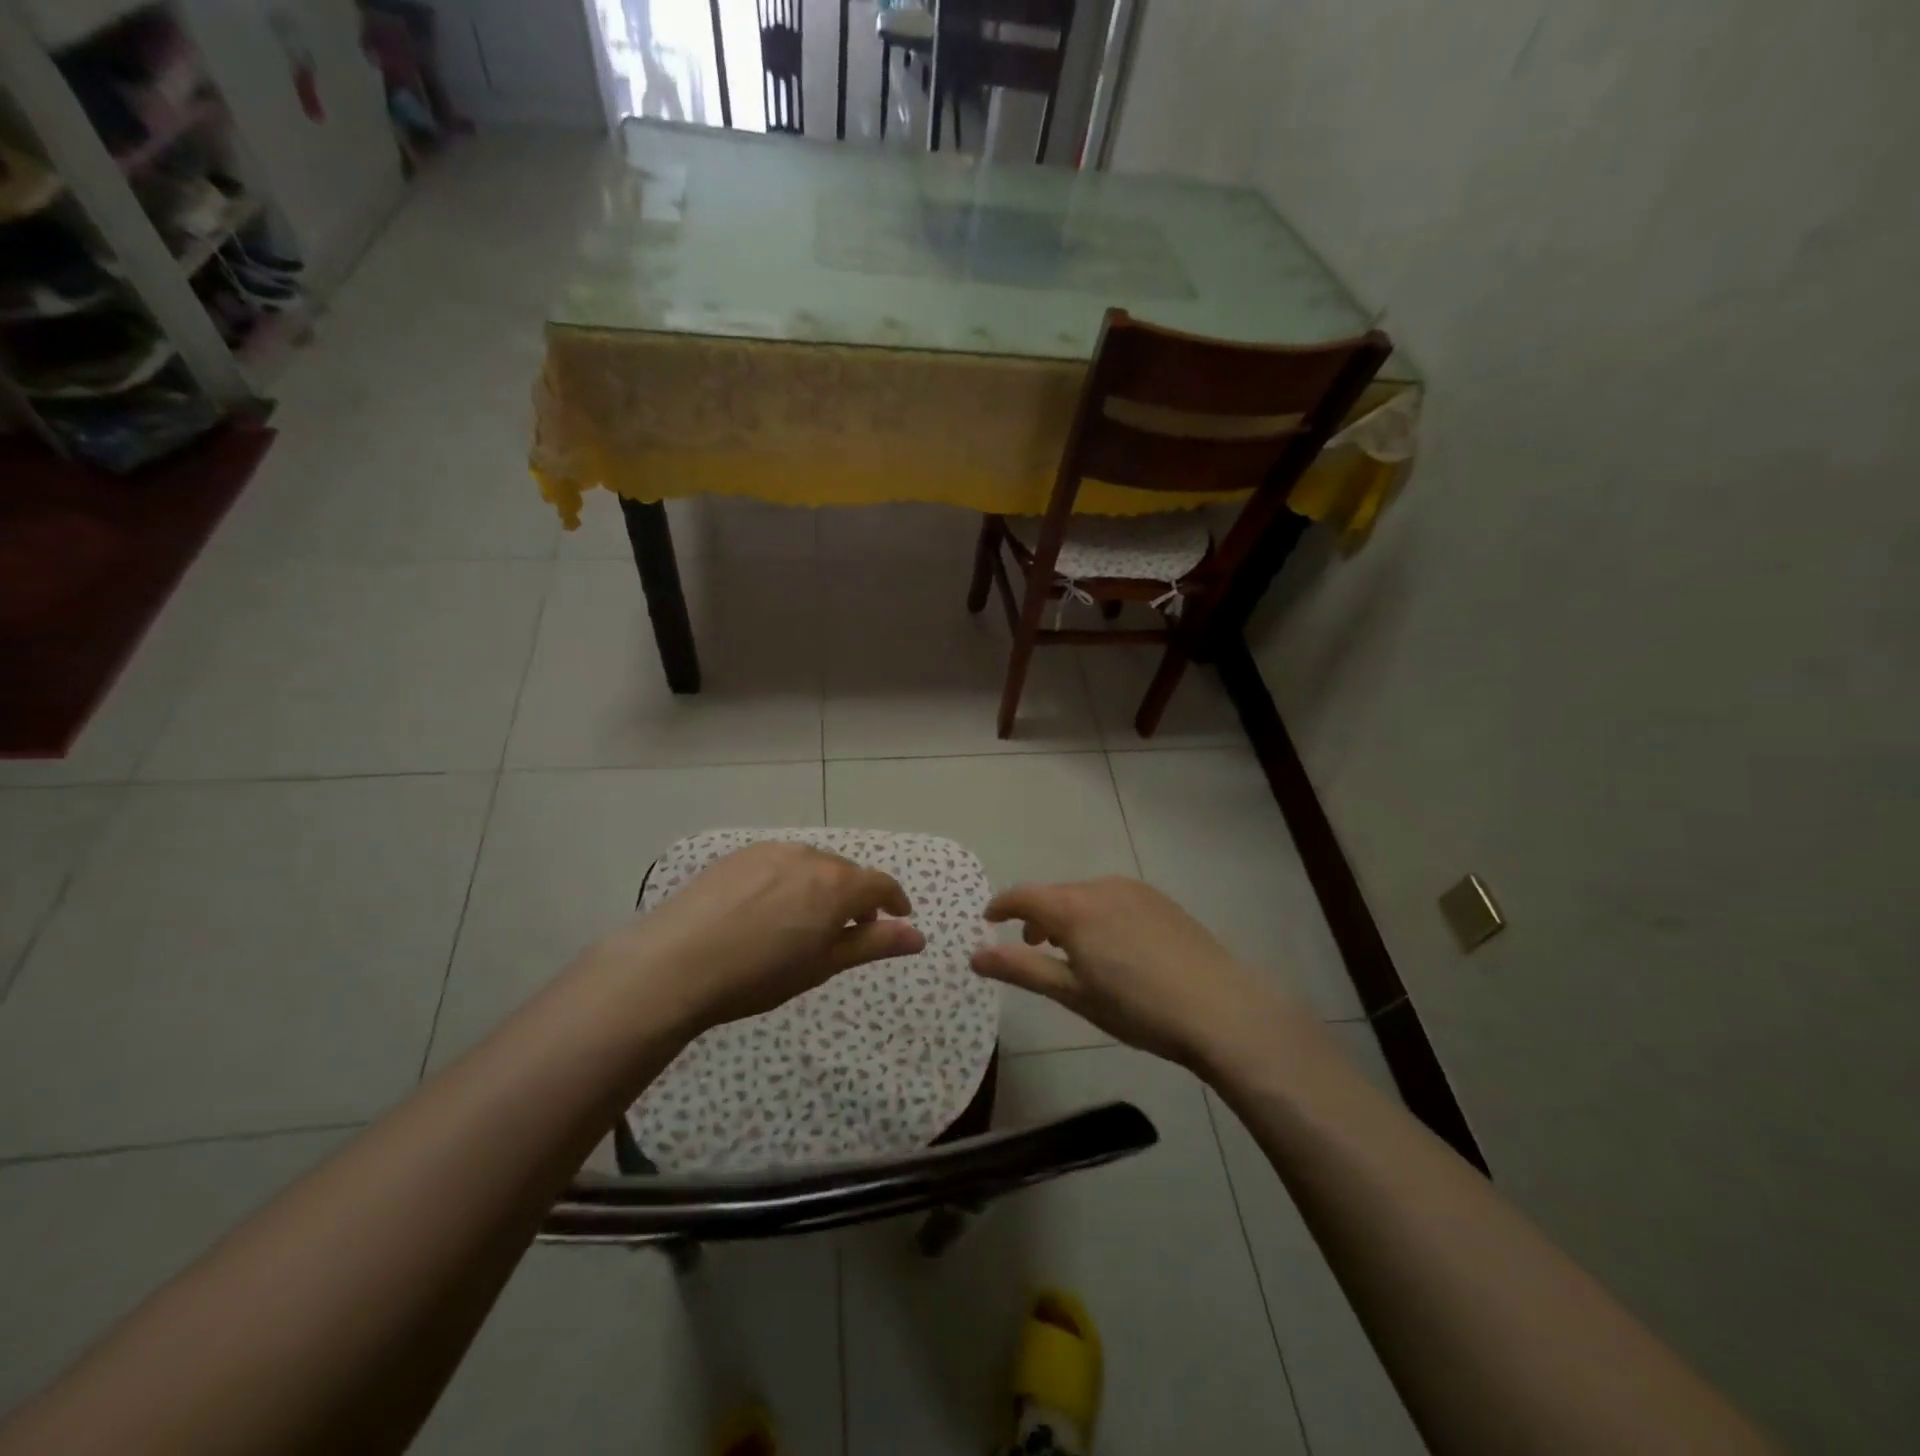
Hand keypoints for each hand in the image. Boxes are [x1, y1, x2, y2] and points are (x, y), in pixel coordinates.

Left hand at [589, 842, 925, 1032]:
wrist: (674, 963)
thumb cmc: (759, 975)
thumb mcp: (823, 965)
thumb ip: (873, 944)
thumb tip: (918, 936)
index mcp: (835, 884)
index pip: (880, 884)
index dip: (894, 901)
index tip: (899, 917)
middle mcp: (808, 856)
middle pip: (846, 872)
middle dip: (856, 897)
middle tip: (851, 929)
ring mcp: (770, 852)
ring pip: (811, 865)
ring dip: (822, 887)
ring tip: (807, 920)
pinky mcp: (738, 856)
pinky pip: (779, 863)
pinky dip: (788, 881)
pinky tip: (768, 909)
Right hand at [970, 877, 1293, 1067]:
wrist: (1220, 1009)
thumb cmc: (1137, 1008)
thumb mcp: (1072, 994)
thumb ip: (1021, 968)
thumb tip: (975, 954)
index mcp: (1075, 908)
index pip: (1024, 895)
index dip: (1001, 906)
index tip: (988, 921)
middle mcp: (1102, 887)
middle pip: (1056, 895)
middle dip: (1037, 917)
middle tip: (1032, 947)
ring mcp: (1136, 891)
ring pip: (1086, 896)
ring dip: (1069, 917)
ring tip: (1075, 952)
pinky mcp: (1161, 901)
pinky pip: (1114, 899)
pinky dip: (1098, 915)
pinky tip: (1115, 948)